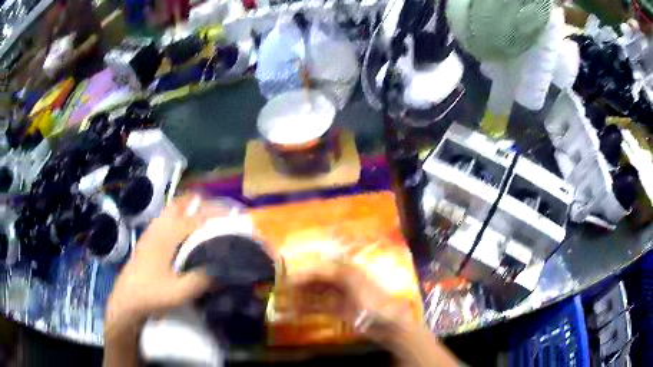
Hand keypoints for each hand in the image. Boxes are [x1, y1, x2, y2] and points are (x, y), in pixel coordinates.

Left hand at [106, 195, 214, 329]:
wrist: (127, 297)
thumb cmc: (152, 293)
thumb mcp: (181, 292)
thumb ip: (203, 280)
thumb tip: (225, 269)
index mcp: (169, 236)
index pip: (197, 217)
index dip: (217, 216)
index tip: (233, 218)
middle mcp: (160, 226)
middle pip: (181, 203)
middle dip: (201, 203)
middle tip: (218, 214)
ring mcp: (152, 231)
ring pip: (172, 209)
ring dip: (189, 209)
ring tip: (204, 220)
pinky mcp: (148, 238)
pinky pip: (166, 218)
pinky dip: (178, 217)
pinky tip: (183, 234)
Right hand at [289, 261, 419, 339]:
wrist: (389, 324)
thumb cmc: (374, 301)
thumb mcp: (356, 283)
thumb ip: (336, 272)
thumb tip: (315, 265)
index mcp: (347, 270)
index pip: (320, 267)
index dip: (304, 272)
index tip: (287, 279)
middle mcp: (342, 280)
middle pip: (317, 279)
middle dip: (300, 283)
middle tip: (282, 290)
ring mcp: (340, 295)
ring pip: (316, 292)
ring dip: (302, 296)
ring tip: (286, 301)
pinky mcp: (340, 309)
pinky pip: (320, 306)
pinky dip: (309, 307)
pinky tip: (297, 311)